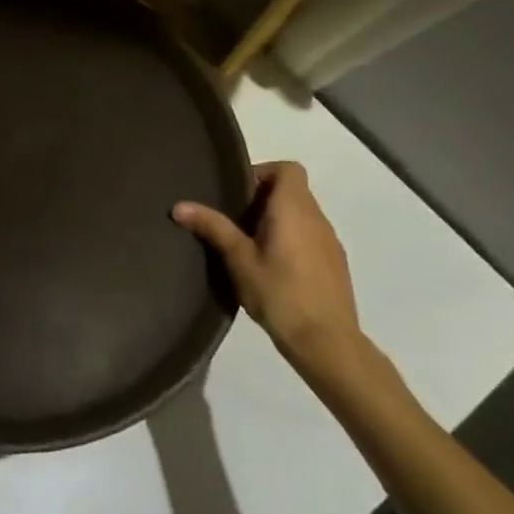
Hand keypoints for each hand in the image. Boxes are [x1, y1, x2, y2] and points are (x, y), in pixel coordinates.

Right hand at [172, 161, 365, 378]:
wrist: (328, 345)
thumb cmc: (280, 294)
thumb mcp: (239, 259)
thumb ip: (212, 227)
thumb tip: (178, 206)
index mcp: (294, 209)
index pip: (288, 169)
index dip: (262, 173)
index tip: (239, 194)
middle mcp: (317, 219)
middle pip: (292, 190)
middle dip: (262, 198)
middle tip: (234, 221)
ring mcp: (330, 243)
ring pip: (301, 214)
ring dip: (276, 220)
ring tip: (248, 245)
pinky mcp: (335, 265)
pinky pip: (310, 236)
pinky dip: (290, 239)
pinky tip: (272, 268)